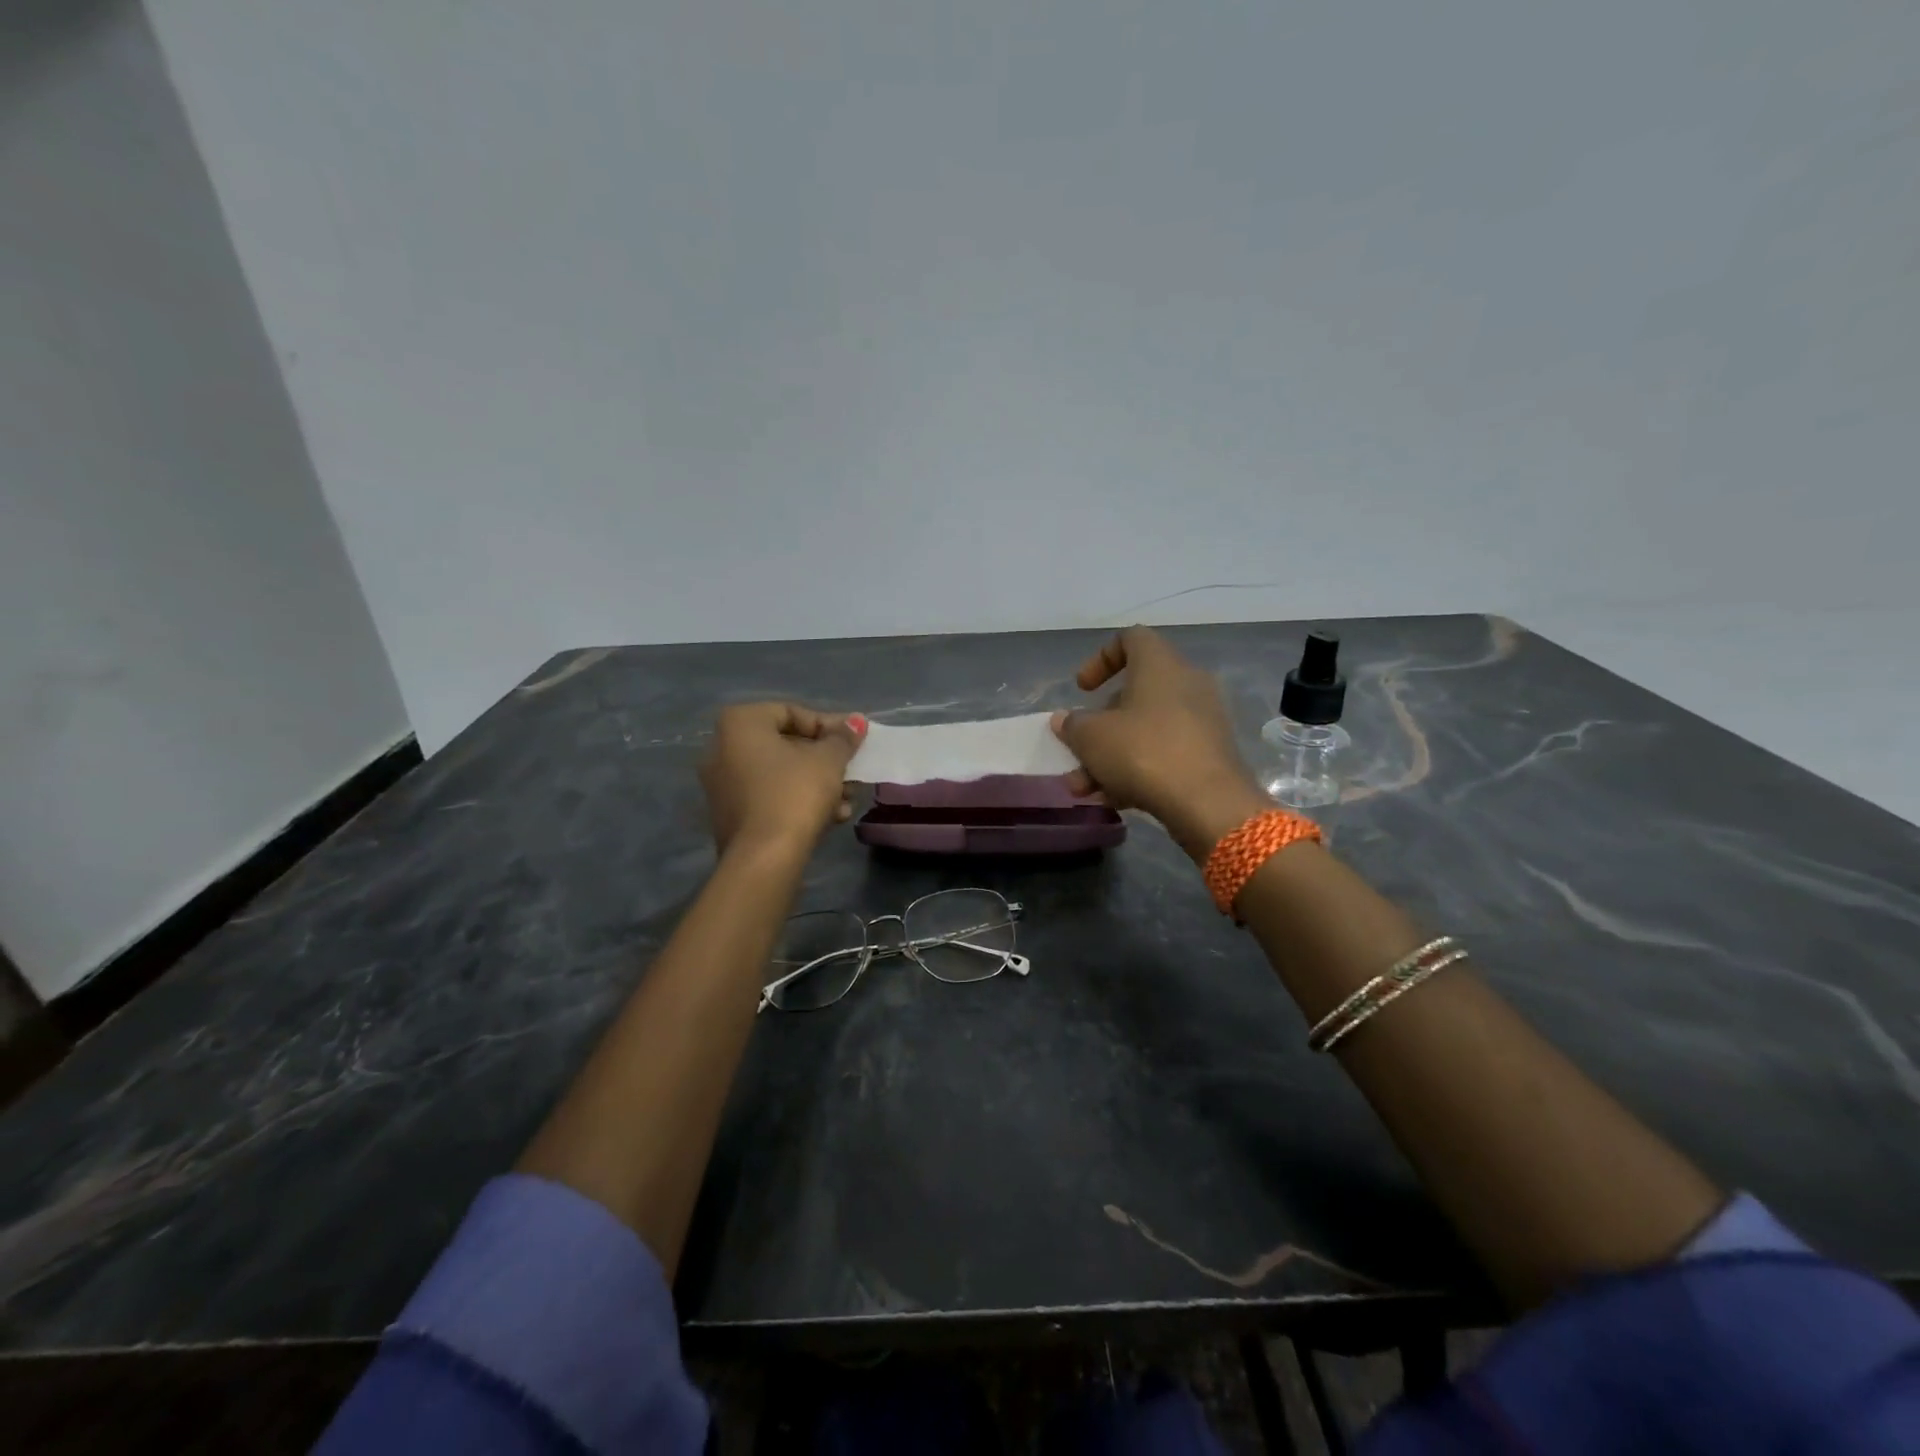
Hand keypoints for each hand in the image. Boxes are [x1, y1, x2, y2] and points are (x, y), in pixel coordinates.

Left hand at [700, 703, 867, 855]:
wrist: (764, 858)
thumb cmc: (795, 794)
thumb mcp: (828, 761)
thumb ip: (843, 738)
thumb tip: (856, 722)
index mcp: (739, 723)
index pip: (792, 712)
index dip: (829, 726)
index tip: (853, 743)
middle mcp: (722, 748)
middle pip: (786, 744)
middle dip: (825, 760)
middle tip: (851, 772)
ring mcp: (722, 784)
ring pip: (780, 774)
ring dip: (817, 783)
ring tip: (846, 800)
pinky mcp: (729, 815)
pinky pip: (769, 796)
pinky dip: (797, 801)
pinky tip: (829, 818)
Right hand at [1051, 627, 1265, 855]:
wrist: (1208, 803)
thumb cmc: (1143, 752)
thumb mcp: (1091, 737)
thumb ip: (1072, 725)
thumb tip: (1065, 720)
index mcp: (1160, 664)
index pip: (1131, 639)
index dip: (1100, 659)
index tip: (1082, 689)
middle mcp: (1187, 683)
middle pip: (1134, 694)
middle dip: (1099, 726)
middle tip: (1078, 752)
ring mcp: (1203, 720)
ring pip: (1146, 730)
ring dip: (1111, 756)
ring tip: (1086, 789)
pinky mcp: (1211, 753)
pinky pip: (1165, 752)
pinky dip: (1138, 769)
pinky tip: (1115, 799)